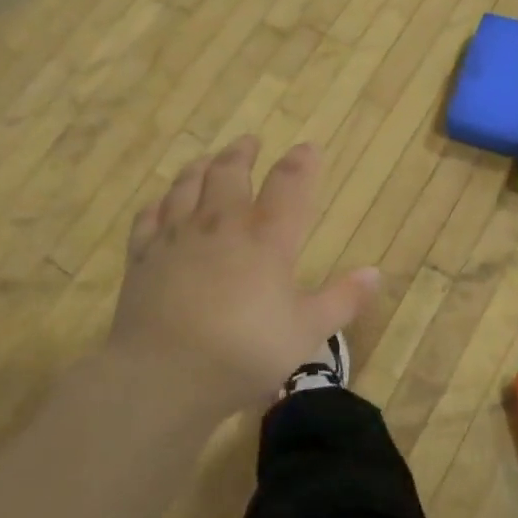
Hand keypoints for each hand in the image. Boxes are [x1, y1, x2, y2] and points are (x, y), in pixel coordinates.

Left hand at [111, 137, 379, 411]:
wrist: (163, 375)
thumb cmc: (245, 352)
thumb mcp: (307, 332)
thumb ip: (343, 300)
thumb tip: (376, 273)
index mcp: (267, 237)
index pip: (289, 183)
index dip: (301, 162)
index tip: (308, 148)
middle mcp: (222, 224)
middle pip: (230, 171)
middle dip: (242, 152)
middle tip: (249, 142)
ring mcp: (176, 237)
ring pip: (187, 185)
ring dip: (200, 167)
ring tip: (207, 160)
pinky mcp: (142, 257)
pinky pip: (149, 217)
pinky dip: (158, 204)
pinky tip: (161, 204)